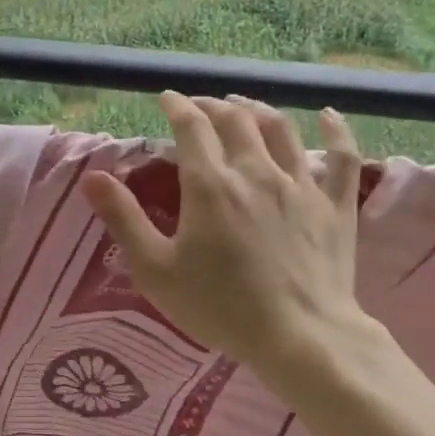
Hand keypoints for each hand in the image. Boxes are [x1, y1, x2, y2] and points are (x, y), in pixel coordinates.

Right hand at [82, 93, 378, 377]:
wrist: (300, 337)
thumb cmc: (220, 307)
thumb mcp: (156, 270)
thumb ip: (124, 219)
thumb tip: (92, 177)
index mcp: (211, 185)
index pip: (191, 128)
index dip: (177, 107)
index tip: (167, 98)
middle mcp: (256, 172)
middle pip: (235, 120)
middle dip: (213, 106)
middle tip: (200, 106)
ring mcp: (301, 186)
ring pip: (281, 130)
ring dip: (258, 110)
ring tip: (244, 105)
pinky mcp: (335, 206)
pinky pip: (342, 158)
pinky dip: (335, 132)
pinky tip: (327, 116)